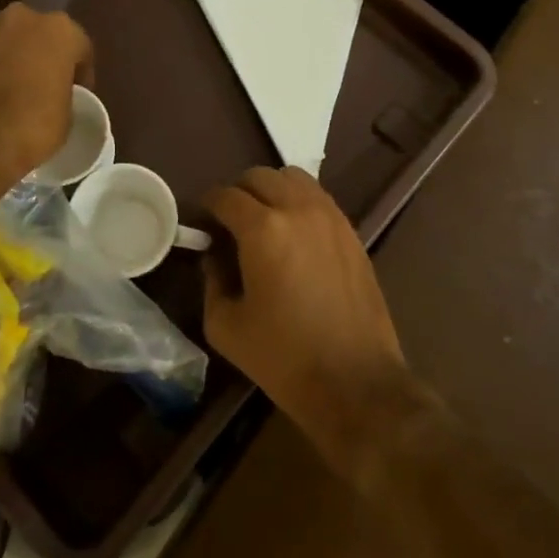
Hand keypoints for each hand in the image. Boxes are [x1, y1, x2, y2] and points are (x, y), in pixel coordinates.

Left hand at [0, 3, 93, 204]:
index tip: (76, 96)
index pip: (79, 47)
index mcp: (57, 31)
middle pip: (37, 36)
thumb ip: (63, 95)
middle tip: (40, 90)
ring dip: (7, 62)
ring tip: (4, 96)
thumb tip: (51, 97)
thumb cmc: (26, 130)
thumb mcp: (65, 120)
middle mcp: (18, 19)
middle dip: (40, 58)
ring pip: (2, 43)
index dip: (80, 74)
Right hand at [201, 167, 413, 474]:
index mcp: (262, 229)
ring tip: (264, 220)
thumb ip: (212, 282)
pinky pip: (318, 197)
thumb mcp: (226, 326)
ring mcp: (330, 217)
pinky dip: (299, 201)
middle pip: (260, 176)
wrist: (356, 382)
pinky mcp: (351, 231)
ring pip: (293, 177)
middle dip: (238, 192)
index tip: (202, 223)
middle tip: (230, 222)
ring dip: (271, 189)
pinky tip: (294, 233)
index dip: (208, 205)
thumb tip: (214, 257)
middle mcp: (297, 210)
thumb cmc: (284, 358)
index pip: (226, 196)